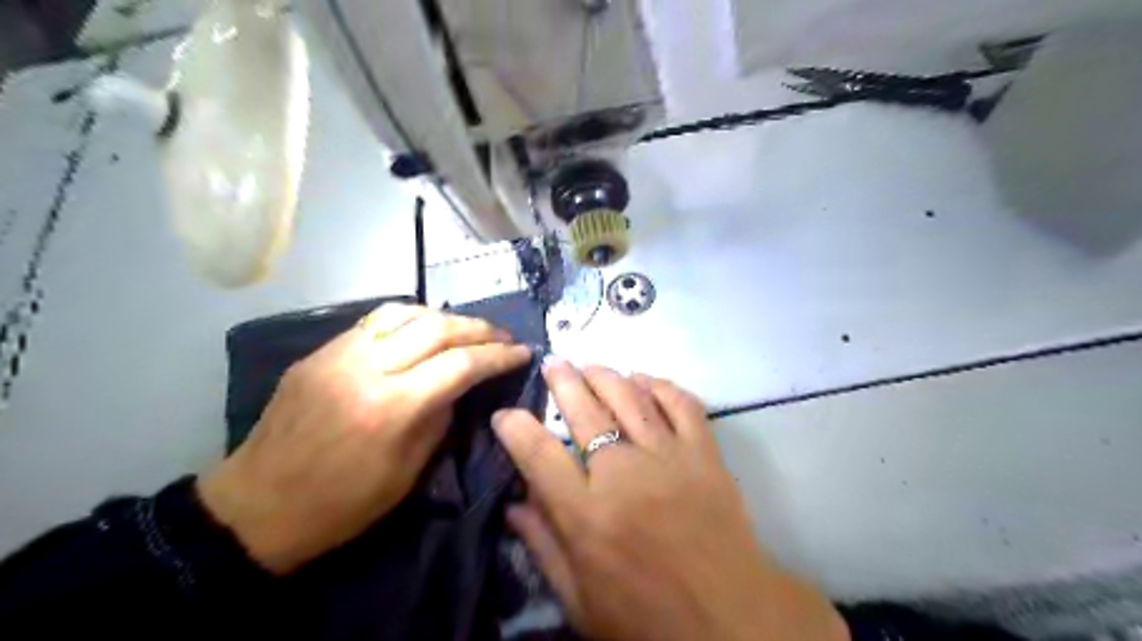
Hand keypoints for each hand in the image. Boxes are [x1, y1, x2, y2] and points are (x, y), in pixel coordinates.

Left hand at [199, 303, 531, 573]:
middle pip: (437, 327)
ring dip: (445, 317)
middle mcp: (366, 368)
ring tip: (466, 330)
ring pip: (404, 313)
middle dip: (479, 328)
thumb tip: (458, 386)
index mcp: (392, 408)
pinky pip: (373, 322)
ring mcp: (338, 355)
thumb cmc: (341, 504)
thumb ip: (439, 419)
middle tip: (502, 336)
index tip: (522, 352)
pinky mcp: (319, 353)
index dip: (498, 355)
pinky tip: (422, 330)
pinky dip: (409, 319)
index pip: (460, 364)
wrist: (256, 507)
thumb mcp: (407, 473)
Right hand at [490, 361, 846, 640]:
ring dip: (606, 375)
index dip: (516, 427)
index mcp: (587, 515)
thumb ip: (544, 547)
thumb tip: (513, 504)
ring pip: (630, 397)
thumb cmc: (648, 619)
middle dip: (563, 381)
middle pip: (585, 411)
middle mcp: (624, 473)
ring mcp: (668, 457)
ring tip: (589, 365)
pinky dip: (660, 385)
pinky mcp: (704, 453)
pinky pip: (681, 404)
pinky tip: (644, 379)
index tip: (505, 413)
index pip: (538, 454)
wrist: (732, 620)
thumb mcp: (581, 601)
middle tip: (552, 363)